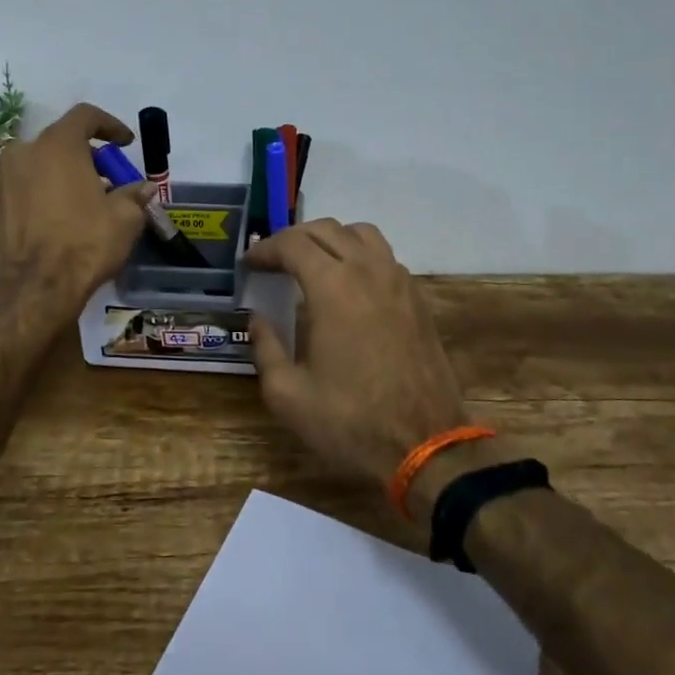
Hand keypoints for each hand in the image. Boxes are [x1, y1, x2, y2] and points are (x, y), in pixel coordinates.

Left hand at [0, 103, 154, 316]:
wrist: (34, 288)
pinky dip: (48, 191)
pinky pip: (28, 185)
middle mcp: (24, 152)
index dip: (110, 125)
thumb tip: (144, 188)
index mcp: (57, 144)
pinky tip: (65, 217)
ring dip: (67, 174)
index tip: (126, 144)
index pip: (85, 116)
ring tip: (89, 201)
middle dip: (89, 156)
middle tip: (110, 179)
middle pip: (62, 141)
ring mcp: (4, 178)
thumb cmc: (85, 242)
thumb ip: (134, 195)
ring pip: (42, 163)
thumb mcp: (124, 218)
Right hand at [245, 219, 468, 485]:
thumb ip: (266, 348)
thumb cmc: (350, 421)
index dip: (266, 249)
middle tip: (273, 262)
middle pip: (326, 229)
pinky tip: (348, 286)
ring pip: (361, 234)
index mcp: (332, 287)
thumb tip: (258, 320)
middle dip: (293, 239)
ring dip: (330, 239)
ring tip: (312, 264)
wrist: (425, 445)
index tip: (249, 264)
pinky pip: (384, 257)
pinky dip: (359, 256)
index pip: (293, 244)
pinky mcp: (418, 299)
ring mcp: (399, 281)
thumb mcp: (288, 394)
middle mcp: (368, 271)